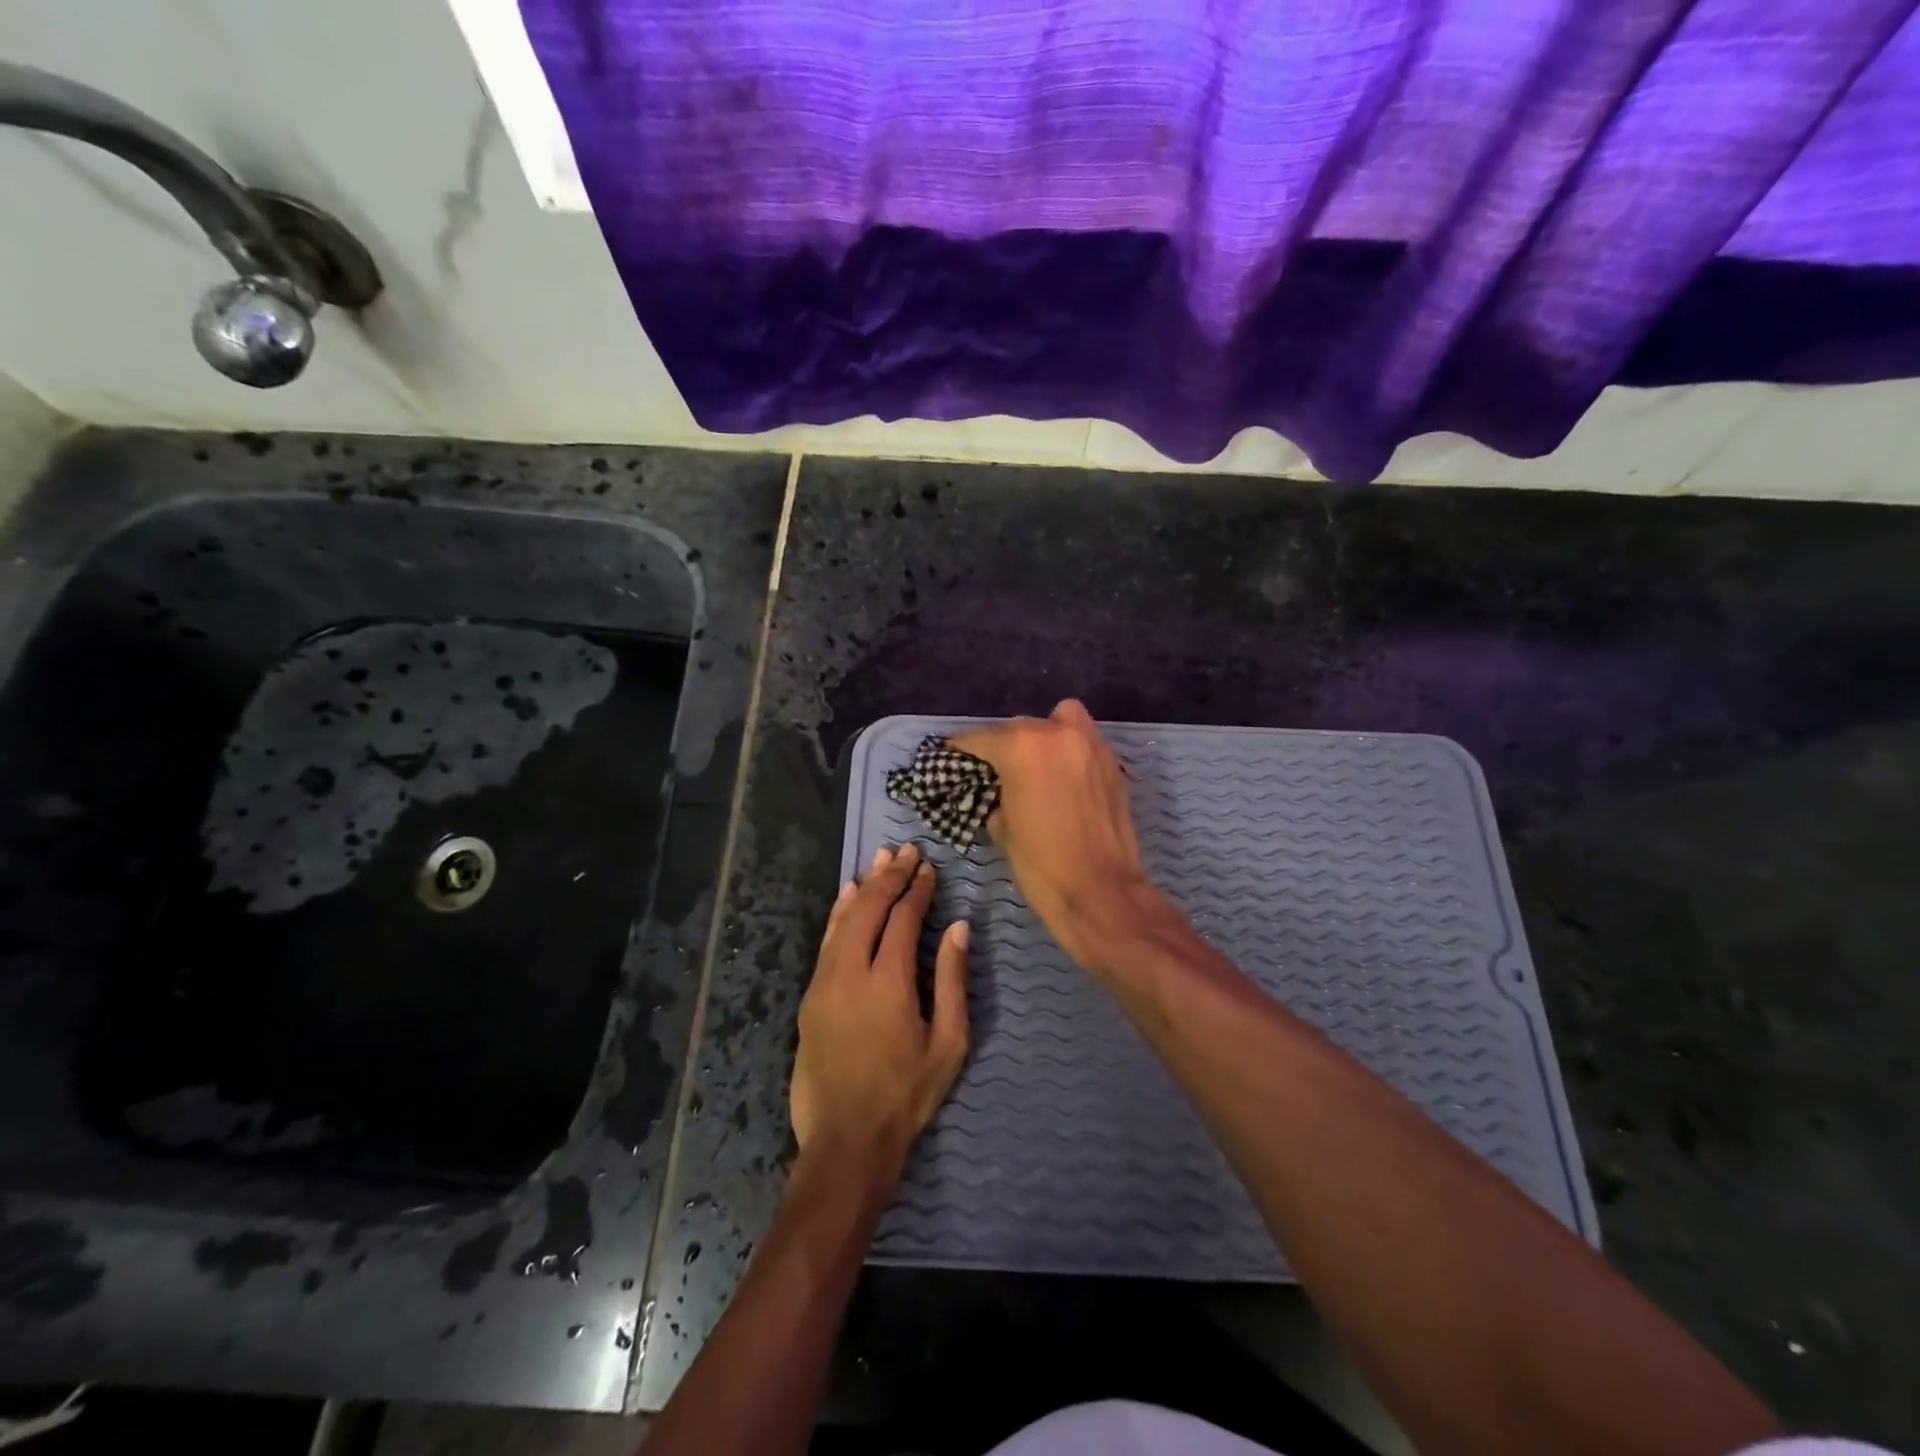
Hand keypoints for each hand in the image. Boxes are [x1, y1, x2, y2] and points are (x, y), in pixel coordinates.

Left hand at [790, 842, 969, 1189]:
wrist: (846, 1141)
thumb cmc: (907, 1095)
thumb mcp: (948, 1043)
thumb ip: (952, 980)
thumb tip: (958, 927)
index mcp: (890, 982)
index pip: (903, 918)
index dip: (917, 890)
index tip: (929, 868)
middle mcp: (851, 972)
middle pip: (870, 908)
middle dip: (890, 876)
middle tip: (907, 851)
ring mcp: (824, 983)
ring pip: (843, 920)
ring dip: (865, 887)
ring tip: (881, 860)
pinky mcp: (810, 996)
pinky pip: (826, 942)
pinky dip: (839, 914)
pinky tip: (847, 897)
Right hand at [952, 700, 1170, 974]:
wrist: (1101, 893)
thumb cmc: (1041, 865)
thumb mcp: (1001, 828)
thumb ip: (995, 793)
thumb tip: (996, 787)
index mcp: (1022, 747)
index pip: (981, 738)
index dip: (961, 748)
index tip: (951, 753)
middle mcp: (1057, 733)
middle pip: (1020, 726)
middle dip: (1004, 745)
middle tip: (995, 770)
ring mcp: (1091, 745)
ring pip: (1060, 720)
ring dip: (1043, 735)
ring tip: (1036, 764)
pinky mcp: (1113, 764)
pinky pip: (1084, 742)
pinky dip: (1069, 751)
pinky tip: (1062, 779)